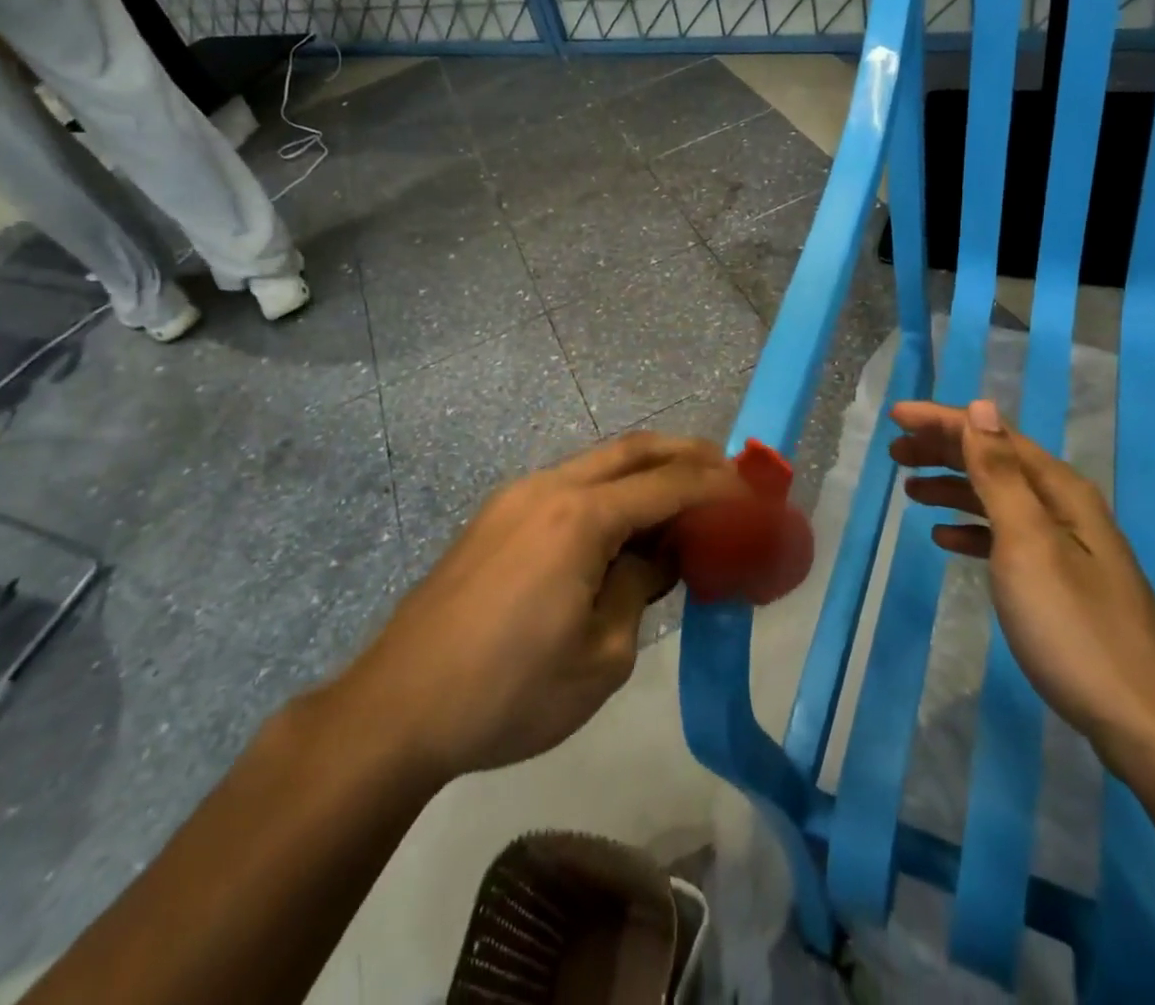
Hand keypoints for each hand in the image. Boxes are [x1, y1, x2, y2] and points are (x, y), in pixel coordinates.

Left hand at [345, 433, 748, 780]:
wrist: (400, 705)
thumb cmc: (510, 692)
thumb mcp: (601, 656)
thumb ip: (639, 588)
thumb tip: (656, 558)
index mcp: (581, 516)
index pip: (668, 484)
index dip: (718, 486)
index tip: (755, 493)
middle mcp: (550, 487)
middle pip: (632, 449)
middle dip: (685, 453)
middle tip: (727, 470)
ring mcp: (517, 497)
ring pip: (597, 463)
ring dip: (645, 471)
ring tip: (683, 498)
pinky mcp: (497, 517)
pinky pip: (568, 486)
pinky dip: (609, 492)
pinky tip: (623, 526)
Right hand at [890, 398, 1154, 768]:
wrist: (1141, 723)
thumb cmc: (1073, 625)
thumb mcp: (1028, 542)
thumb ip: (1000, 475)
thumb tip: (981, 407)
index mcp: (1059, 492)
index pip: (993, 436)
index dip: (943, 421)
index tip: (896, 415)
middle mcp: (1064, 509)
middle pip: (996, 462)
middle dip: (944, 449)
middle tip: (895, 451)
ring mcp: (1065, 548)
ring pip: (998, 499)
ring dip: (953, 486)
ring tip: (910, 489)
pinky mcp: (1059, 583)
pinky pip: (1005, 537)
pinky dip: (972, 529)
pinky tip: (945, 537)